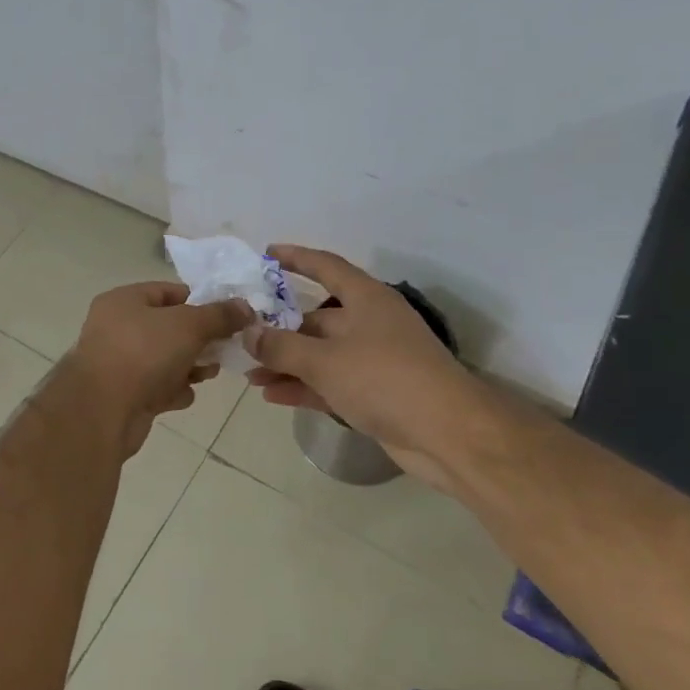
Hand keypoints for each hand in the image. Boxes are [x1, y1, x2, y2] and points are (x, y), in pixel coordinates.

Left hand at [64, 282, 252, 457]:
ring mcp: (119, 363)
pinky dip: (172, 390)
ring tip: (209, 373)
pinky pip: (157, 387)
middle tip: (224, 348)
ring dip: (189, 367)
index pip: (168, 292)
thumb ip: (219, 315)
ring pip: (165, 359)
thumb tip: (245, 306)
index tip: (228, 316)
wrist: (102, 411)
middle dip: (199, 339)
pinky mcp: (124, 395)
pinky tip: (182, 396)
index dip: (200, 301)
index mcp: (123, 301)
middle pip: (168, 328)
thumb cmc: (143, 353)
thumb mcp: (188, 325)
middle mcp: (116, 328)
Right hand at [242, 246, 487, 486]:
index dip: (296, 258)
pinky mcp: (374, 393)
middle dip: (279, 327)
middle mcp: (370, 323)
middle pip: (316, 316)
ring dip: (285, 362)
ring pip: (319, 354)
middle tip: (242, 332)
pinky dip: (302, 386)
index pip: (326, 267)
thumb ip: (280, 345)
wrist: (447, 436)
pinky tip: (271, 396)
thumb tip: (248, 333)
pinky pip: (328, 383)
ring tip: (248, 373)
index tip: (266, 253)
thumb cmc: (384, 379)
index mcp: (366, 299)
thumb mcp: (323, 359)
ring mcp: (373, 360)